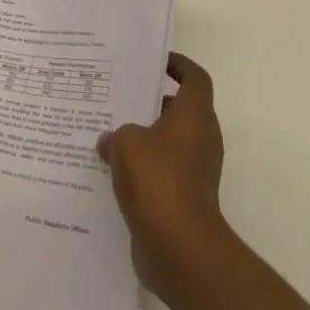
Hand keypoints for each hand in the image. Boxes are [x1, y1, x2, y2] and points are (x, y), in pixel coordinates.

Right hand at [97, 52, 226, 301]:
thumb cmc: (158, 180)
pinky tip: (111, 172)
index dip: (178, 65)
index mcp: (195, 115)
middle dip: (150, 103)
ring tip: (108, 134)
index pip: (194, 77)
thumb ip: (116, 133)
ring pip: (168, 143)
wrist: (180, 248)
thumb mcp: (126, 143)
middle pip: (179, 109)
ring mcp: (195, 171)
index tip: (154, 61)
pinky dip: (142, 170)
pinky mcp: (185, 200)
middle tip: (119, 97)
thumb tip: (108, 141)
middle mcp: (201, 138)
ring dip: (143, 138)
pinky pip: (162, 173)